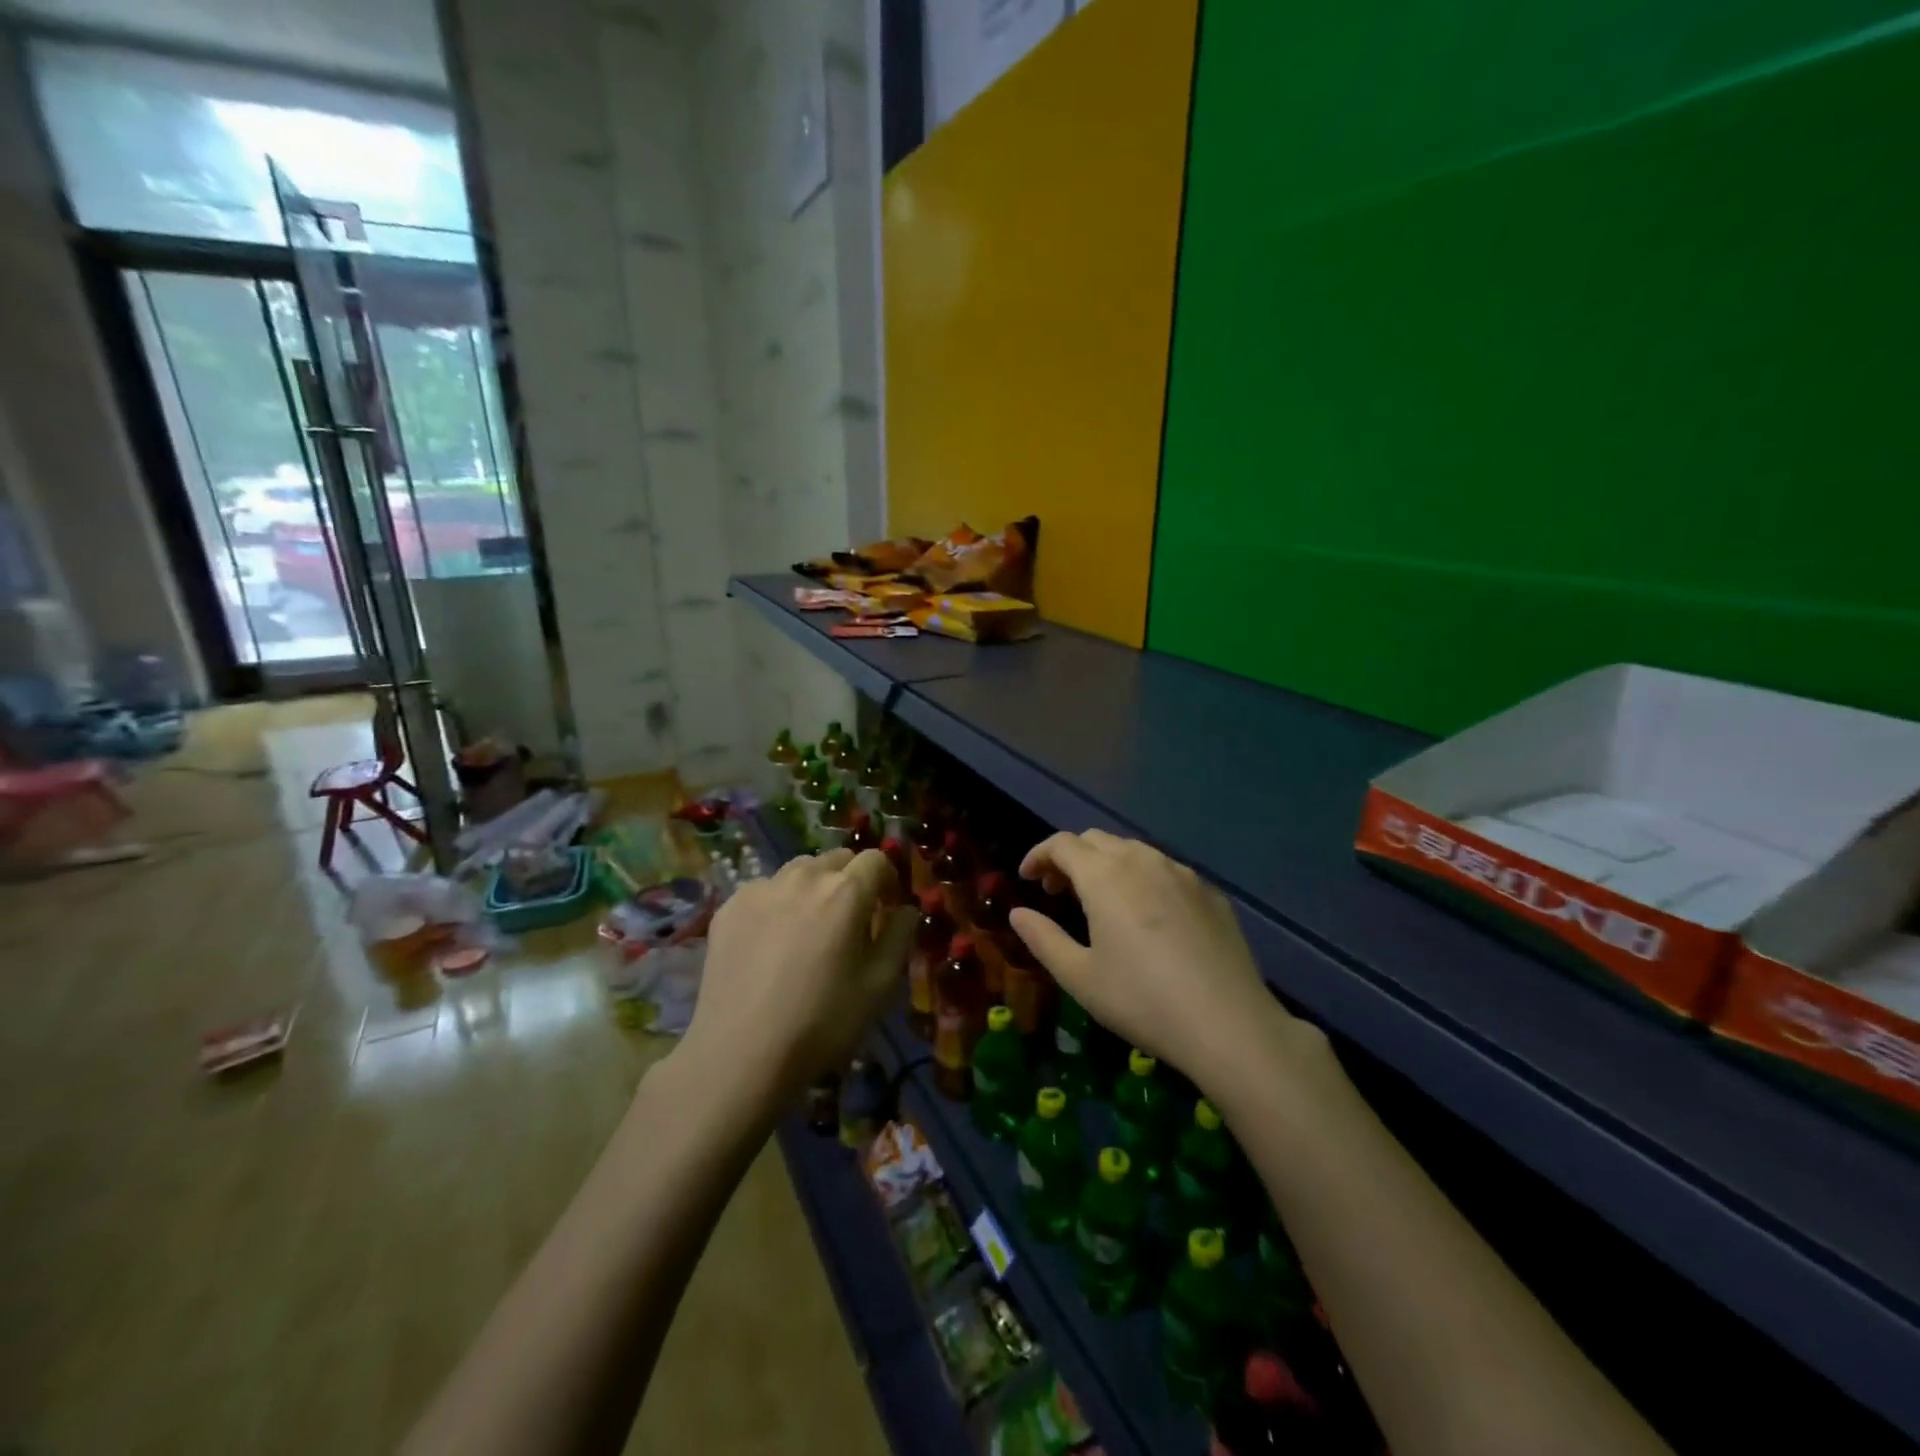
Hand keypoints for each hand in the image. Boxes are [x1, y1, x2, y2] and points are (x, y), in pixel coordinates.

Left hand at [681, 848, 915, 1102]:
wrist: (740, 1054)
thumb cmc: (823, 1022)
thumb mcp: (880, 985)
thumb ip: (900, 936)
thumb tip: (906, 909)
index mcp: (846, 891)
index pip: (876, 859)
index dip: (887, 879)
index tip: (886, 907)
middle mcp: (804, 877)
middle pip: (837, 859)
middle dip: (850, 880)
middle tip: (849, 920)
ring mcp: (761, 888)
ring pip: (798, 870)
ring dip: (813, 887)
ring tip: (808, 927)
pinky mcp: (729, 907)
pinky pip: (764, 890)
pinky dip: (777, 904)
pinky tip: (770, 943)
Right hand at [1012, 831, 1312, 1081]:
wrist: (1229, 1024)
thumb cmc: (1142, 1000)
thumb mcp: (1079, 977)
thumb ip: (1043, 938)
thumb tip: (1018, 914)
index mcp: (1105, 876)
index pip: (1062, 844)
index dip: (1039, 855)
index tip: (1027, 878)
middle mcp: (1143, 861)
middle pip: (1096, 840)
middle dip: (1070, 857)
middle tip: (1057, 891)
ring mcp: (1182, 874)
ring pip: (1133, 851)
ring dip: (1106, 865)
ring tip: (1100, 902)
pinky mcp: (1210, 893)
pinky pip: (1166, 870)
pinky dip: (1142, 878)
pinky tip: (1147, 916)